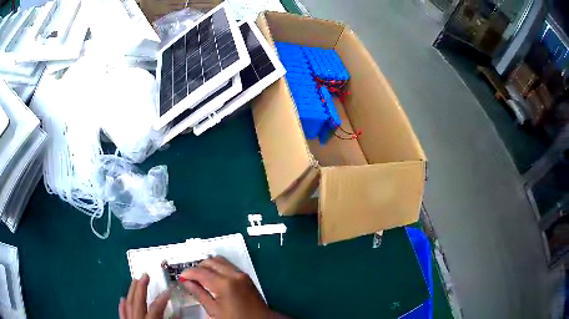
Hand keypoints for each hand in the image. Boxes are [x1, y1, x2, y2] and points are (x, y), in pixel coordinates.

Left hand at [119, 273, 169, 318]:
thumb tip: (178, 312)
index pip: (156, 307)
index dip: (162, 298)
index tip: (169, 289)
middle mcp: (137, 318)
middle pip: (138, 300)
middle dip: (142, 287)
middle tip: (145, 275)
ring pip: (129, 303)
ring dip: (132, 291)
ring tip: (135, 281)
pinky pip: (122, 312)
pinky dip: (122, 305)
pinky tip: (123, 299)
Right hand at [180, 256, 278, 318]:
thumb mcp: (214, 310)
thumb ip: (199, 294)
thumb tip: (187, 283)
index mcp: (224, 284)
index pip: (200, 272)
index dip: (188, 273)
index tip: (182, 277)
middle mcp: (234, 275)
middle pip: (210, 261)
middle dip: (197, 267)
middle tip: (190, 278)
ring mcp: (241, 274)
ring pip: (219, 260)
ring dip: (207, 265)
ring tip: (200, 277)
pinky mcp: (246, 276)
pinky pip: (228, 265)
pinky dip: (218, 267)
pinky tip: (212, 277)